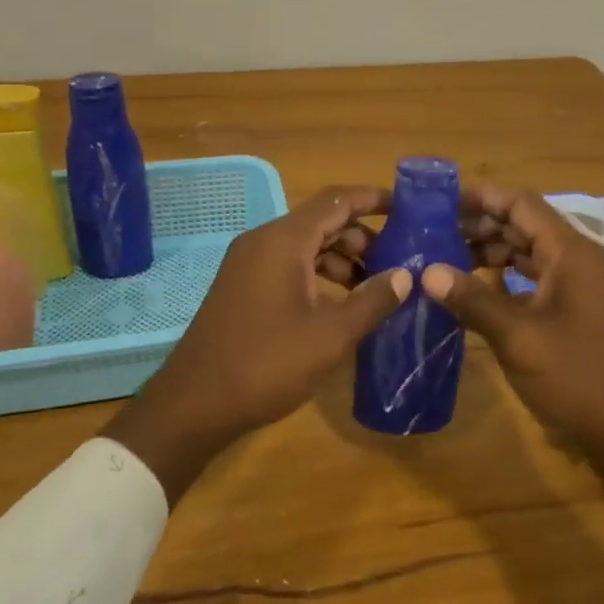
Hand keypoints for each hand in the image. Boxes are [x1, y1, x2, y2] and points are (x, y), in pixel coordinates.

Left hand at [101, 186, 411, 501]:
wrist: (195, 403)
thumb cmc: (267, 364)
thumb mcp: (330, 336)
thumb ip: (372, 301)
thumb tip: (405, 275)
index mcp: (284, 240)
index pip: (337, 200)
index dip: (373, 199)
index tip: (408, 207)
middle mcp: (264, 241)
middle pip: (322, 220)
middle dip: (362, 236)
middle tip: (397, 261)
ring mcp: (249, 263)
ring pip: (305, 244)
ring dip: (342, 258)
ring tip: (374, 287)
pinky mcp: (243, 285)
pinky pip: (288, 264)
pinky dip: (318, 273)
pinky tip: (340, 304)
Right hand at [424, 183, 603, 514]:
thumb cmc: (579, 377)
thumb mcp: (519, 338)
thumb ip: (473, 300)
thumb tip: (427, 271)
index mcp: (569, 251)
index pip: (520, 203)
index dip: (479, 197)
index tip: (437, 202)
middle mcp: (575, 258)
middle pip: (522, 223)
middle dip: (478, 224)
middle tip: (432, 232)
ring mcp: (576, 285)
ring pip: (526, 252)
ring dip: (488, 252)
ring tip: (444, 259)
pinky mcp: (573, 310)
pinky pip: (532, 279)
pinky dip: (502, 279)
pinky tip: (472, 293)